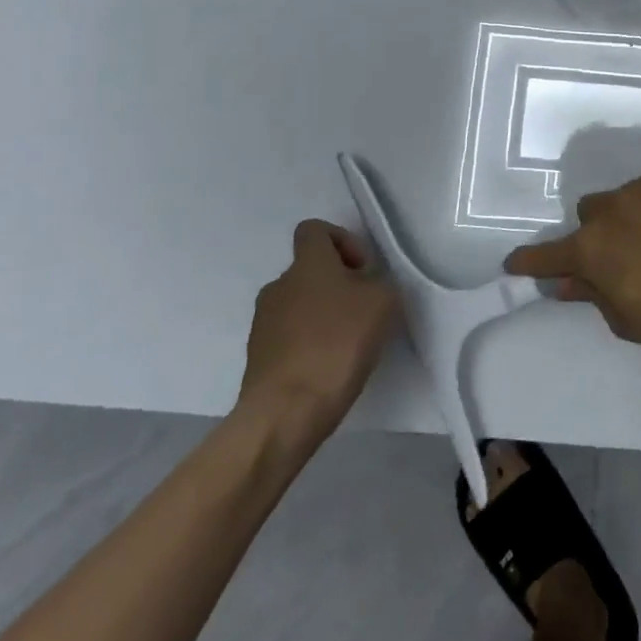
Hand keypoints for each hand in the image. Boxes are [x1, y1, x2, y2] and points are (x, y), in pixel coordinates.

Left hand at [238, 219, 399, 446]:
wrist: (287, 410)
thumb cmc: (339, 343)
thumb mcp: (383, 302)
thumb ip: (378, 283)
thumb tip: (365, 286)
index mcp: (307, 264)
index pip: (314, 230)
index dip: (341, 240)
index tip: (362, 269)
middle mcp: (278, 285)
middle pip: (309, 271)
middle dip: (338, 284)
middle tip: (363, 310)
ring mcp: (262, 322)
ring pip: (299, 304)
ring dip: (323, 314)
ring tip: (348, 343)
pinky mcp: (258, 357)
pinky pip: (289, 336)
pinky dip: (309, 342)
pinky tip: (329, 366)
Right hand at [504, 161, 640, 373]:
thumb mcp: (629, 320)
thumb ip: (594, 295)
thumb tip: (568, 283)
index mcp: (593, 247)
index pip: (549, 255)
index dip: (532, 261)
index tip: (516, 263)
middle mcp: (614, 207)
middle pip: (593, 212)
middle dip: (603, 232)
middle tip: (627, 254)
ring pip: (633, 194)